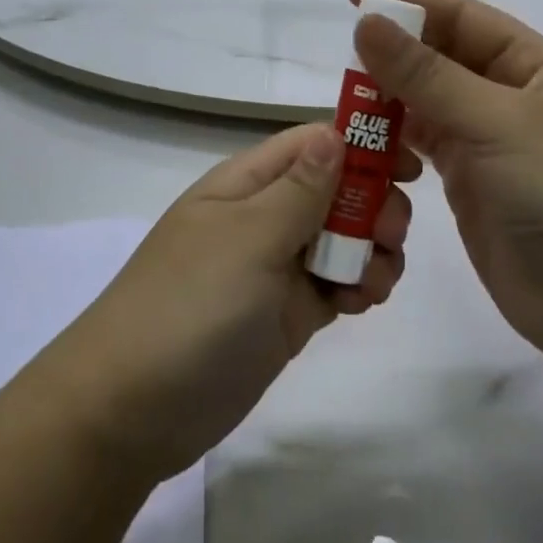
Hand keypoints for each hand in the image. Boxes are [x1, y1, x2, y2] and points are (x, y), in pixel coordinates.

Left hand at [46, 124, 412, 483]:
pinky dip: (358, 286)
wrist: (131, 410)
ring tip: (373, 283)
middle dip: (373, 204)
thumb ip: (300, 189)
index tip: (412, 166)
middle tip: (391, 235)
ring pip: (343, 237)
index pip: (314, 143)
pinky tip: (362, 303)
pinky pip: (335, 282)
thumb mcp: (249, 239)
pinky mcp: (286, 313)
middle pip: (336, 189)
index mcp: (247, 183)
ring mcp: (275, 266)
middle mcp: (264, 216)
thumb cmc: (191, 306)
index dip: (363, 145)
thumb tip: (335, 132)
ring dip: (372, 250)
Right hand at [346, 0, 542, 365]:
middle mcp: (512, 97)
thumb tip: (367, 22)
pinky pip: (423, 144)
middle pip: (442, 58)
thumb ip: (428, 74)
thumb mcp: (498, 123)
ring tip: (344, 96)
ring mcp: (490, 142)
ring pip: (427, 102)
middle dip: (395, 50)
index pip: (463, 17)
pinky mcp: (470, 183)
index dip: (409, 0)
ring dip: (389, 96)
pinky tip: (365, 138)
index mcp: (535, 67)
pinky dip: (394, 138)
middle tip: (341, 50)